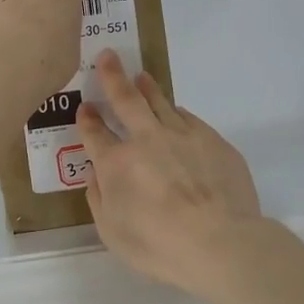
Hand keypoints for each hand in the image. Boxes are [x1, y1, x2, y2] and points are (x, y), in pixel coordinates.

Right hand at [75, 51, 263, 294]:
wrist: (219, 242)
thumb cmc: (158, 246)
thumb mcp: (112, 232)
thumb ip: (99, 199)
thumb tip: (95, 175)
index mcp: (116, 163)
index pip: (95, 134)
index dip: (87, 120)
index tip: (85, 108)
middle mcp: (146, 140)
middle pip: (126, 100)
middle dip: (113, 77)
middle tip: (108, 57)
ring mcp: (182, 135)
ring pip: (160, 102)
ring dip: (147, 88)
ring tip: (141, 77)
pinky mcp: (213, 140)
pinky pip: (189, 118)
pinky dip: (177, 112)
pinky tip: (176, 111)